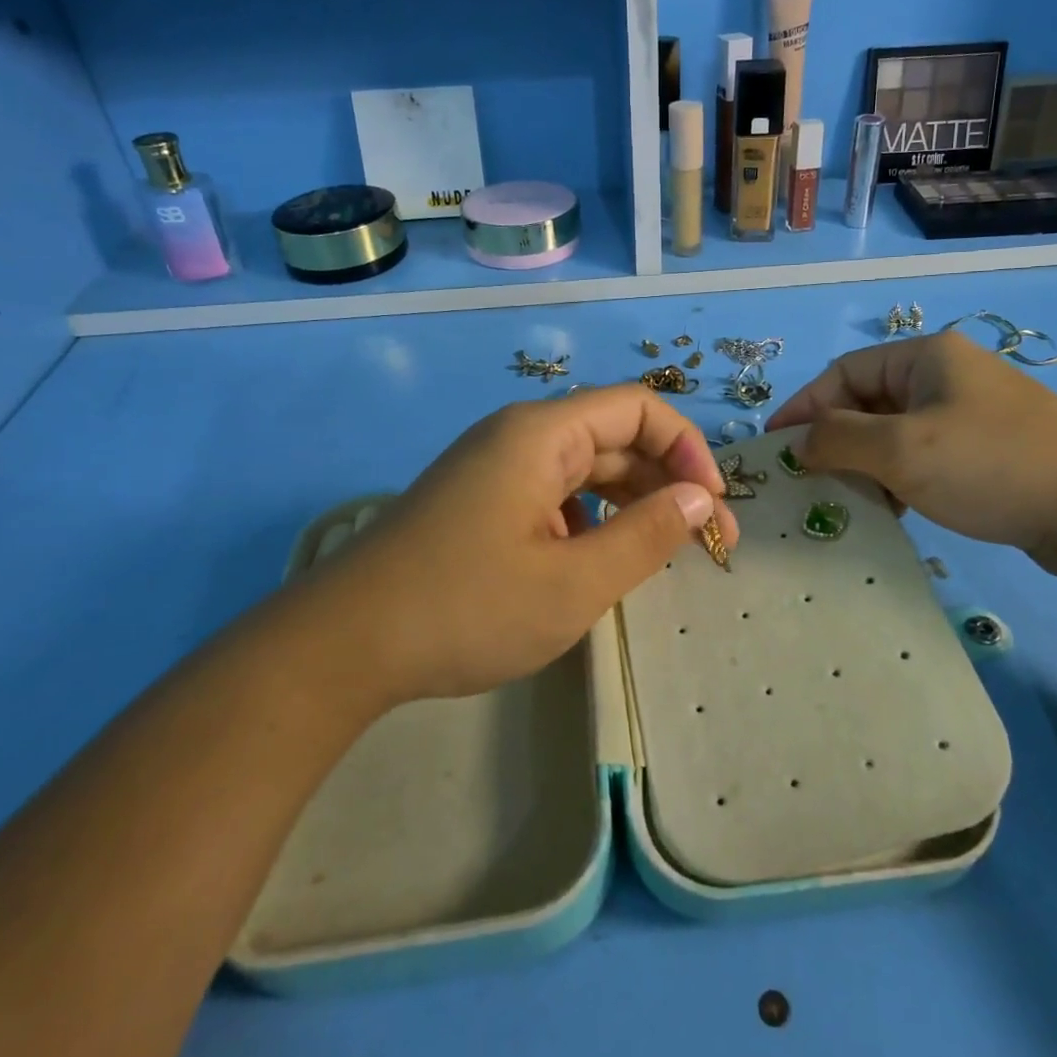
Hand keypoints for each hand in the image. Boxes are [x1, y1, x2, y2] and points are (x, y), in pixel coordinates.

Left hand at [293, 386, 737, 705]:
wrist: (343, 646)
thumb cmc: (466, 609)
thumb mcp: (574, 583)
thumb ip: (647, 536)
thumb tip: (700, 498)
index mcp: (542, 434)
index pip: (639, 409)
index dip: (688, 449)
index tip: (712, 507)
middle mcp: (518, 436)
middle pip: (614, 437)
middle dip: (668, 482)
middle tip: (708, 543)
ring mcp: (494, 468)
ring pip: (584, 468)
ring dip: (631, 502)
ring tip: (664, 551)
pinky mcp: (479, 500)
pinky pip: (552, 493)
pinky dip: (589, 518)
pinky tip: (595, 561)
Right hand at [766, 330, 1056, 575]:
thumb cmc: (990, 466)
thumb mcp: (901, 451)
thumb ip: (838, 440)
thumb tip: (799, 441)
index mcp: (927, 356)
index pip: (843, 373)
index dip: (804, 407)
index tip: (775, 445)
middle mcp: (948, 375)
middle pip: (868, 401)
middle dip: (835, 440)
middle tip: (810, 480)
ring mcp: (973, 413)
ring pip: (895, 433)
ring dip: (866, 464)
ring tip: (852, 501)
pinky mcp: (990, 450)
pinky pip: (925, 455)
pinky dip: (900, 478)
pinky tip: (897, 510)